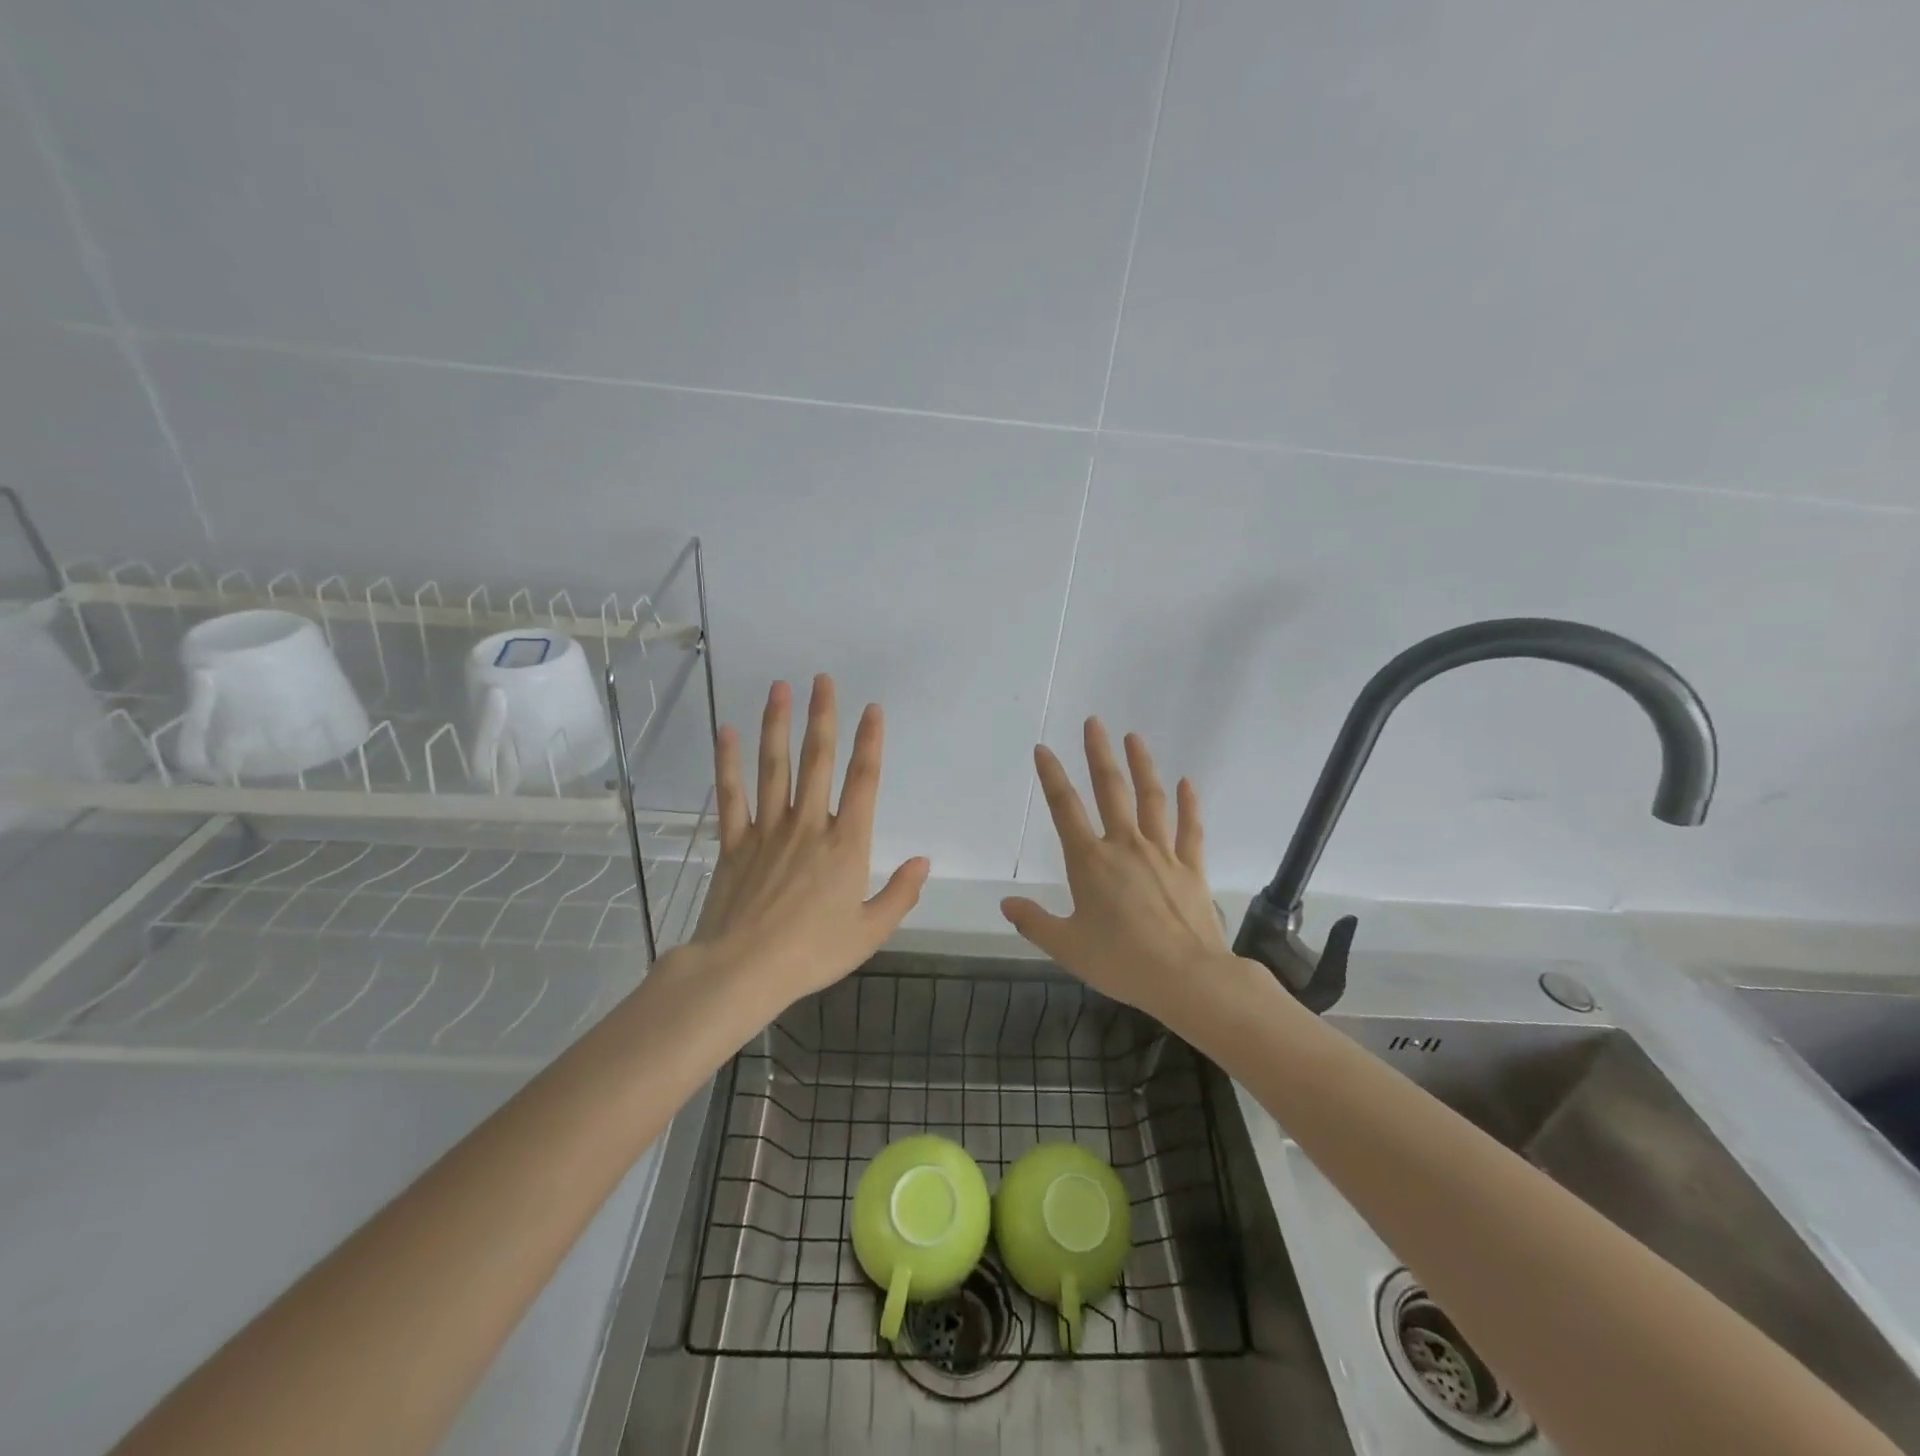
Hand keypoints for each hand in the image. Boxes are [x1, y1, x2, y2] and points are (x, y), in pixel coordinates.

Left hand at [689, 675, 929, 1009]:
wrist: (743, 970)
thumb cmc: (812, 953)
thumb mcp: (870, 932)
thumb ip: (900, 894)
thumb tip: (923, 862)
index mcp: (846, 844)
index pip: (863, 781)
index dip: (870, 742)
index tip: (871, 709)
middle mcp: (808, 825)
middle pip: (817, 761)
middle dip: (822, 717)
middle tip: (822, 679)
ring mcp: (768, 830)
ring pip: (774, 767)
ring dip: (777, 725)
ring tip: (779, 688)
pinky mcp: (734, 842)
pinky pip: (731, 795)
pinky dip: (728, 763)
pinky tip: (726, 732)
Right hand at [1001, 719, 1259, 1035]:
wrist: (1187, 978)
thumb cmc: (1121, 962)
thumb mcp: (1067, 947)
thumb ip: (1034, 922)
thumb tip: (1006, 903)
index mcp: (1090, 863)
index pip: (1065, 809)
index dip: (1052, 777)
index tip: (1044, 749)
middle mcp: (1125, 846)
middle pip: (1110, 790)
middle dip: (1099, 754)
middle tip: (1094, 722)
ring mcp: (1162, 853)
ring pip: (1151, 799)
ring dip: (1142, 766)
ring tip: (1134, 737)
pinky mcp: (1191, 868)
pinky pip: (1190, 829)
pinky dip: (1189, 804)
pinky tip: (1186, 782)